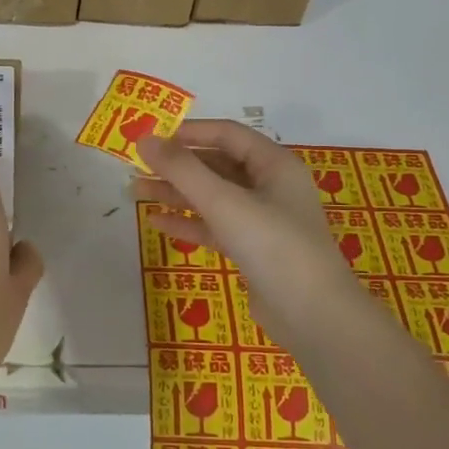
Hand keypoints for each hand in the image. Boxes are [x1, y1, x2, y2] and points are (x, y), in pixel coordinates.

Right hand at [135, 121, 366, 354]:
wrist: (313, 316)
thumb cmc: (273, 246)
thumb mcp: (224, 202)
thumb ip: (182, 169)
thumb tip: (144, 139)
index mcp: (274, 164)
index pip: (226, 134)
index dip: (187, 132)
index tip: (149, 137)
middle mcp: (270, 186)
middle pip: (216, 165)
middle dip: (176, 165)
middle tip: (135, 166)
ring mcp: (262, 220)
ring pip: (212, 197)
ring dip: (176, 193)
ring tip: (136, 192)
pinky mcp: (252, 249)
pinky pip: (214, 226)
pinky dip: (188, 222)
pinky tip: (157, 222)